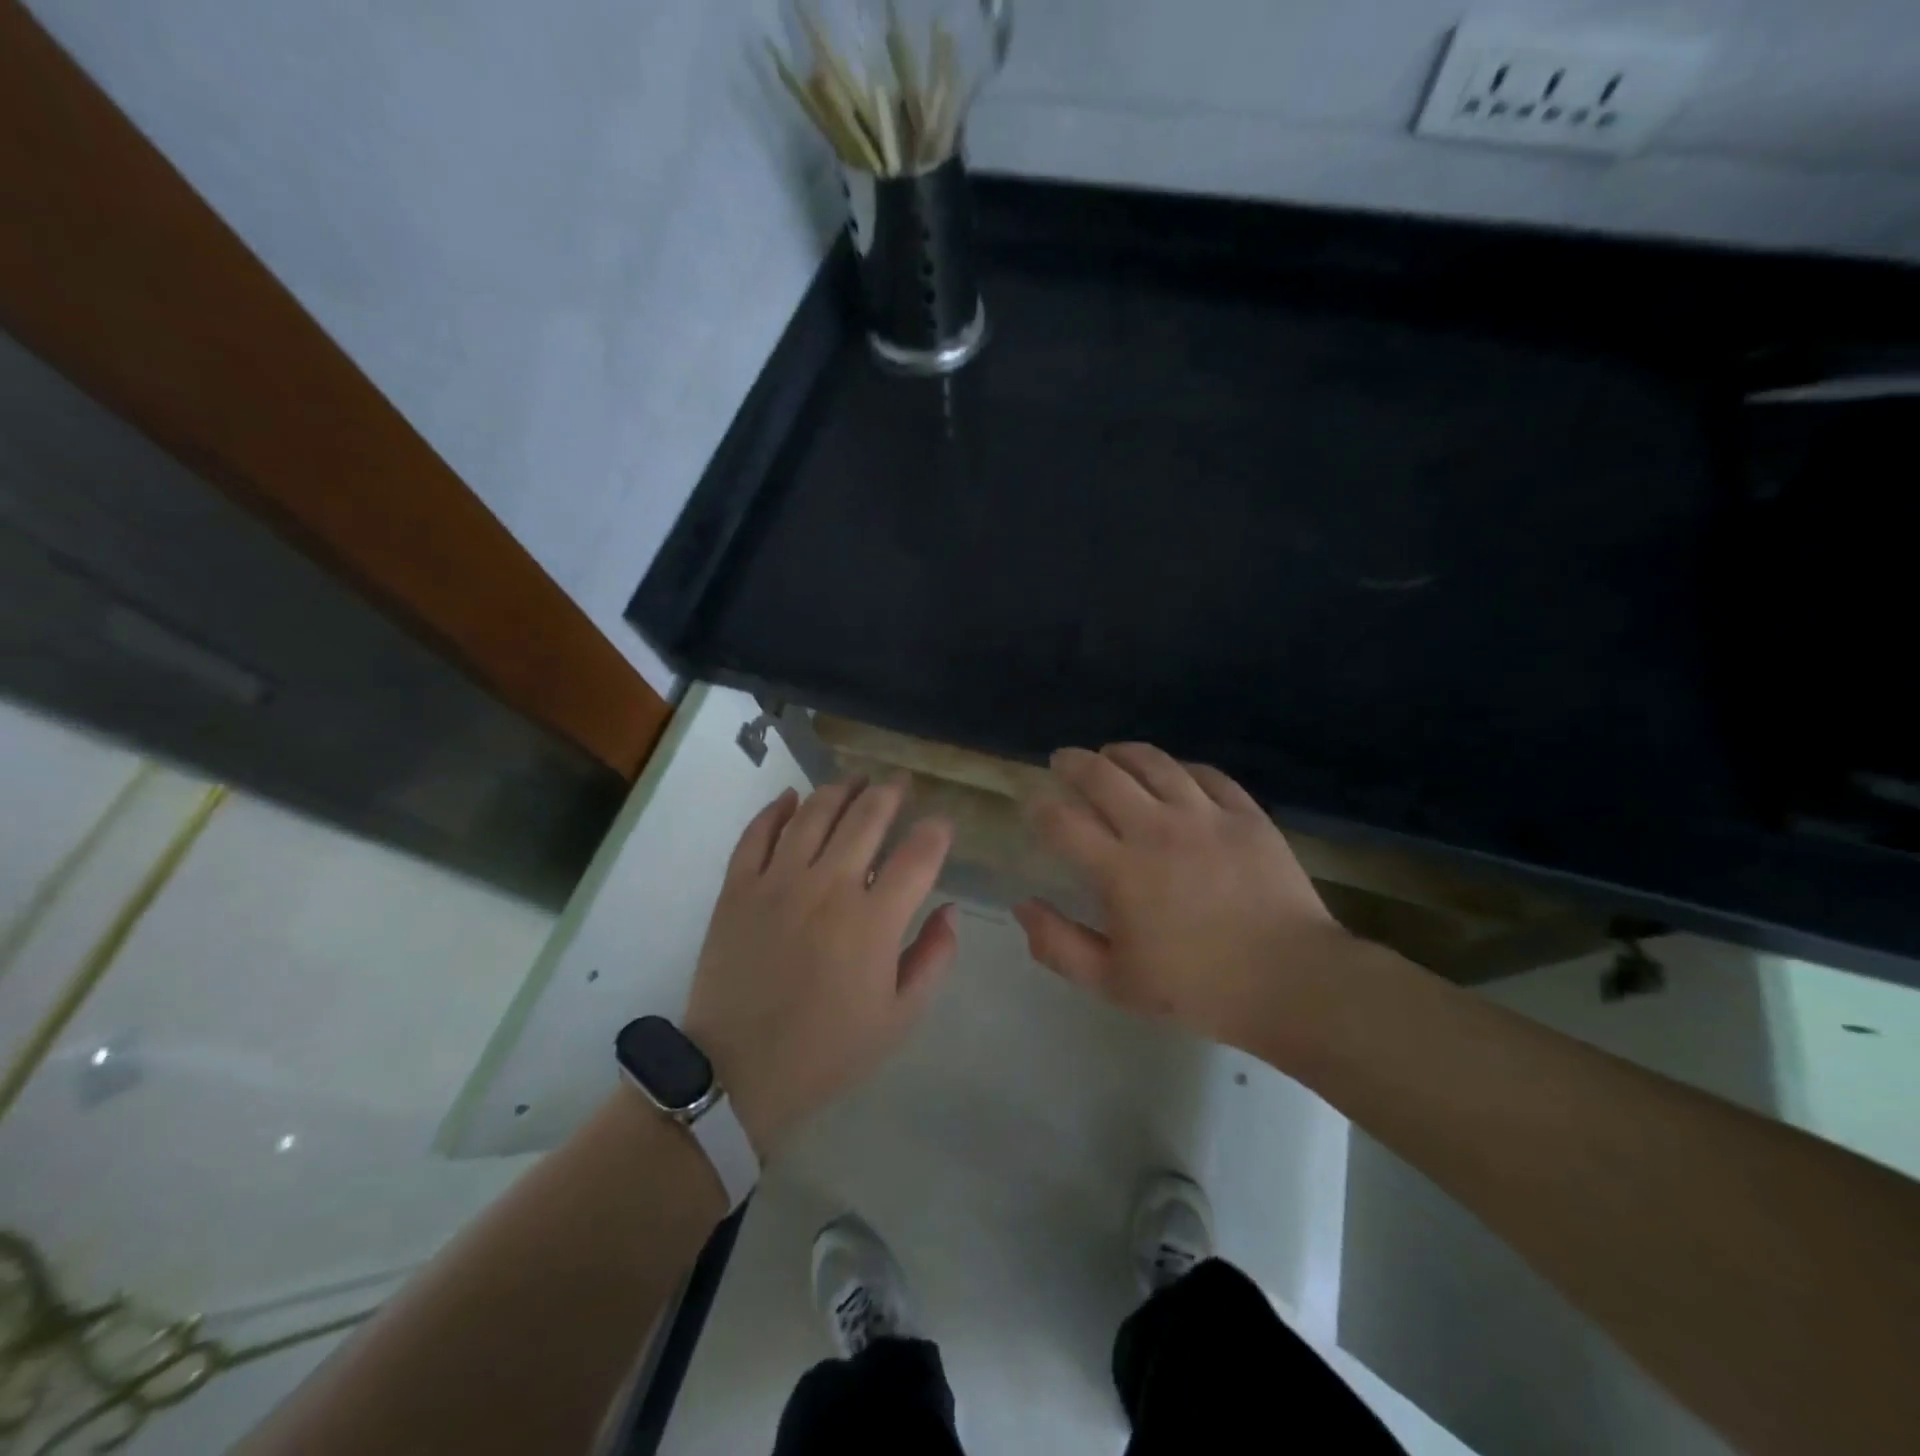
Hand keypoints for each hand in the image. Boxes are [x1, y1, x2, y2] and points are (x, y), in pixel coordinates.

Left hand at [683, 777, 956, 1157]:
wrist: (737, 1073)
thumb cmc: (827, 1050)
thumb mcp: (899, 1018)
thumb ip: (934, 958)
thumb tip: (950, 910)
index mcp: (874, 920)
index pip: (919, 854)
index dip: (937, 831)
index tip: (941, 825)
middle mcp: (829, 886)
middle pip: (867, 818)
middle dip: (891, 794)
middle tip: (900, 784)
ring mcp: (778, 881)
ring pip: (814, 813)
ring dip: (841, 789)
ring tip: (856, 780)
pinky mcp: (738, 887)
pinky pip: (757, 833)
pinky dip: (776, 809)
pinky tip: (791, 797)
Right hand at [1012, 745, 1351, 1050]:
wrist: (1293, 983)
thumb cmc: (1198, 989)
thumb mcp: (1115, 983)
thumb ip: (1059, 945)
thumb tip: (1023, 907)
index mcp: (1121, 870)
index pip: (1062, 821)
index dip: (1038, 807)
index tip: (1032, 804)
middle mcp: (1157, 829)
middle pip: (1102, 774)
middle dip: (1072, 762)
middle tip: (1062, 761)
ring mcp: (1205, 816)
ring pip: (1154, 762)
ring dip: (1122, 753)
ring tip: (1110, 755)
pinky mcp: (1245, 814)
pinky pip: (1206, 774)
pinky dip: (1179, 768)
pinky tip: (1173, 774)